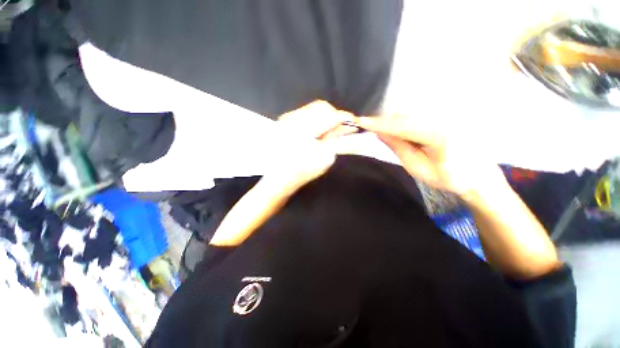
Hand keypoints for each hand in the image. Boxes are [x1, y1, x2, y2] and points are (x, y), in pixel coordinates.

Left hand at [273, 101, 354, 192]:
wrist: (279, 176)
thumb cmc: (302, 173)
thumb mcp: (323, 161)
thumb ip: (333, 140)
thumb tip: (343, 126)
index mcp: (303, 133)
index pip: (329, 117)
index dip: (344, 118)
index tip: (354, 122)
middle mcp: (293, 121)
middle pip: (321, 107)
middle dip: (335, 115)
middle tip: (341, 127)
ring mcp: (287, 119)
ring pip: (313, 108)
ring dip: (326, 116)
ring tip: (331, 128)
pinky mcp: (285, 120)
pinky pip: (305, 112)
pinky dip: (316, 117)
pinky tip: (319, 128)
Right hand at [356, 114, 503, 197]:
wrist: (480, 175)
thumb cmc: (449, 177)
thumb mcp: (418, 168)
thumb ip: (398, 148)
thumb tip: (380, 133)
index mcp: (440, 134)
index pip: (402, 125)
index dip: (380, 124)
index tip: (362, 121)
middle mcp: (447, 116)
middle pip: (406, 114)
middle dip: (386, 120)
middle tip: (371, 126)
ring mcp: (451, 111)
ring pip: (413, 110)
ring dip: (395, 119)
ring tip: (386, 130)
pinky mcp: (452, 111)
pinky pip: (422, 110)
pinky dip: (407, 117)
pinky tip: (402, 127)